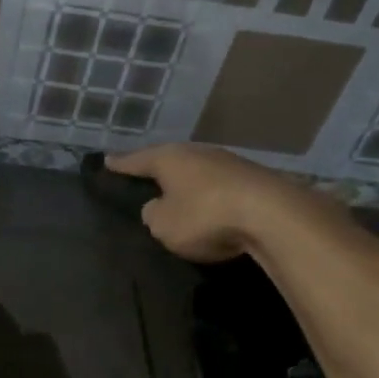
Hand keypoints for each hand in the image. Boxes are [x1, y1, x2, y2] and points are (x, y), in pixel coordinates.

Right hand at [107, 144, 324, 261]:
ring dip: (187, 183)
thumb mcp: (163, 225)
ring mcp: (228, 162)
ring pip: (197, 171)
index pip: (137, 160)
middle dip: (158, 169)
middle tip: (143, 176)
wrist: (272, 215)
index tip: (107, 161)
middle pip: (170, 160)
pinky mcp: (252, 179)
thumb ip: (153, 215)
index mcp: (169, 159)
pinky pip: (219, 185)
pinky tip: (209, 205)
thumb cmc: (205, 217)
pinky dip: (210, 194)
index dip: (121, 164)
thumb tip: (158, 206)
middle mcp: (198, 152)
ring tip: (176, 193)